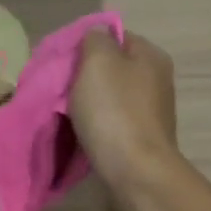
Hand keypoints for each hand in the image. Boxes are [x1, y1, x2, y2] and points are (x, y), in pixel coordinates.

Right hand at [69, 30, 180, 198]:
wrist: (134, 174)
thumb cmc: (114, 112)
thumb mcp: (98, 61)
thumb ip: (94, 39)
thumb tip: (95, 35)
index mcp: (151, 57)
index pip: (114, 37)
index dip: (85, 44)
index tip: (60, 60)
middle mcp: (155, 81)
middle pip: (109, 69)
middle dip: (81, 76)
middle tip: (55, 87)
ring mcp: (148, 114)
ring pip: (106, 98)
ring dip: (84, 104)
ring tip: (60, 112)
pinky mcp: (137, 141)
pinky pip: (108, 124)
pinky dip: (91, 127)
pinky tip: (74, 133)